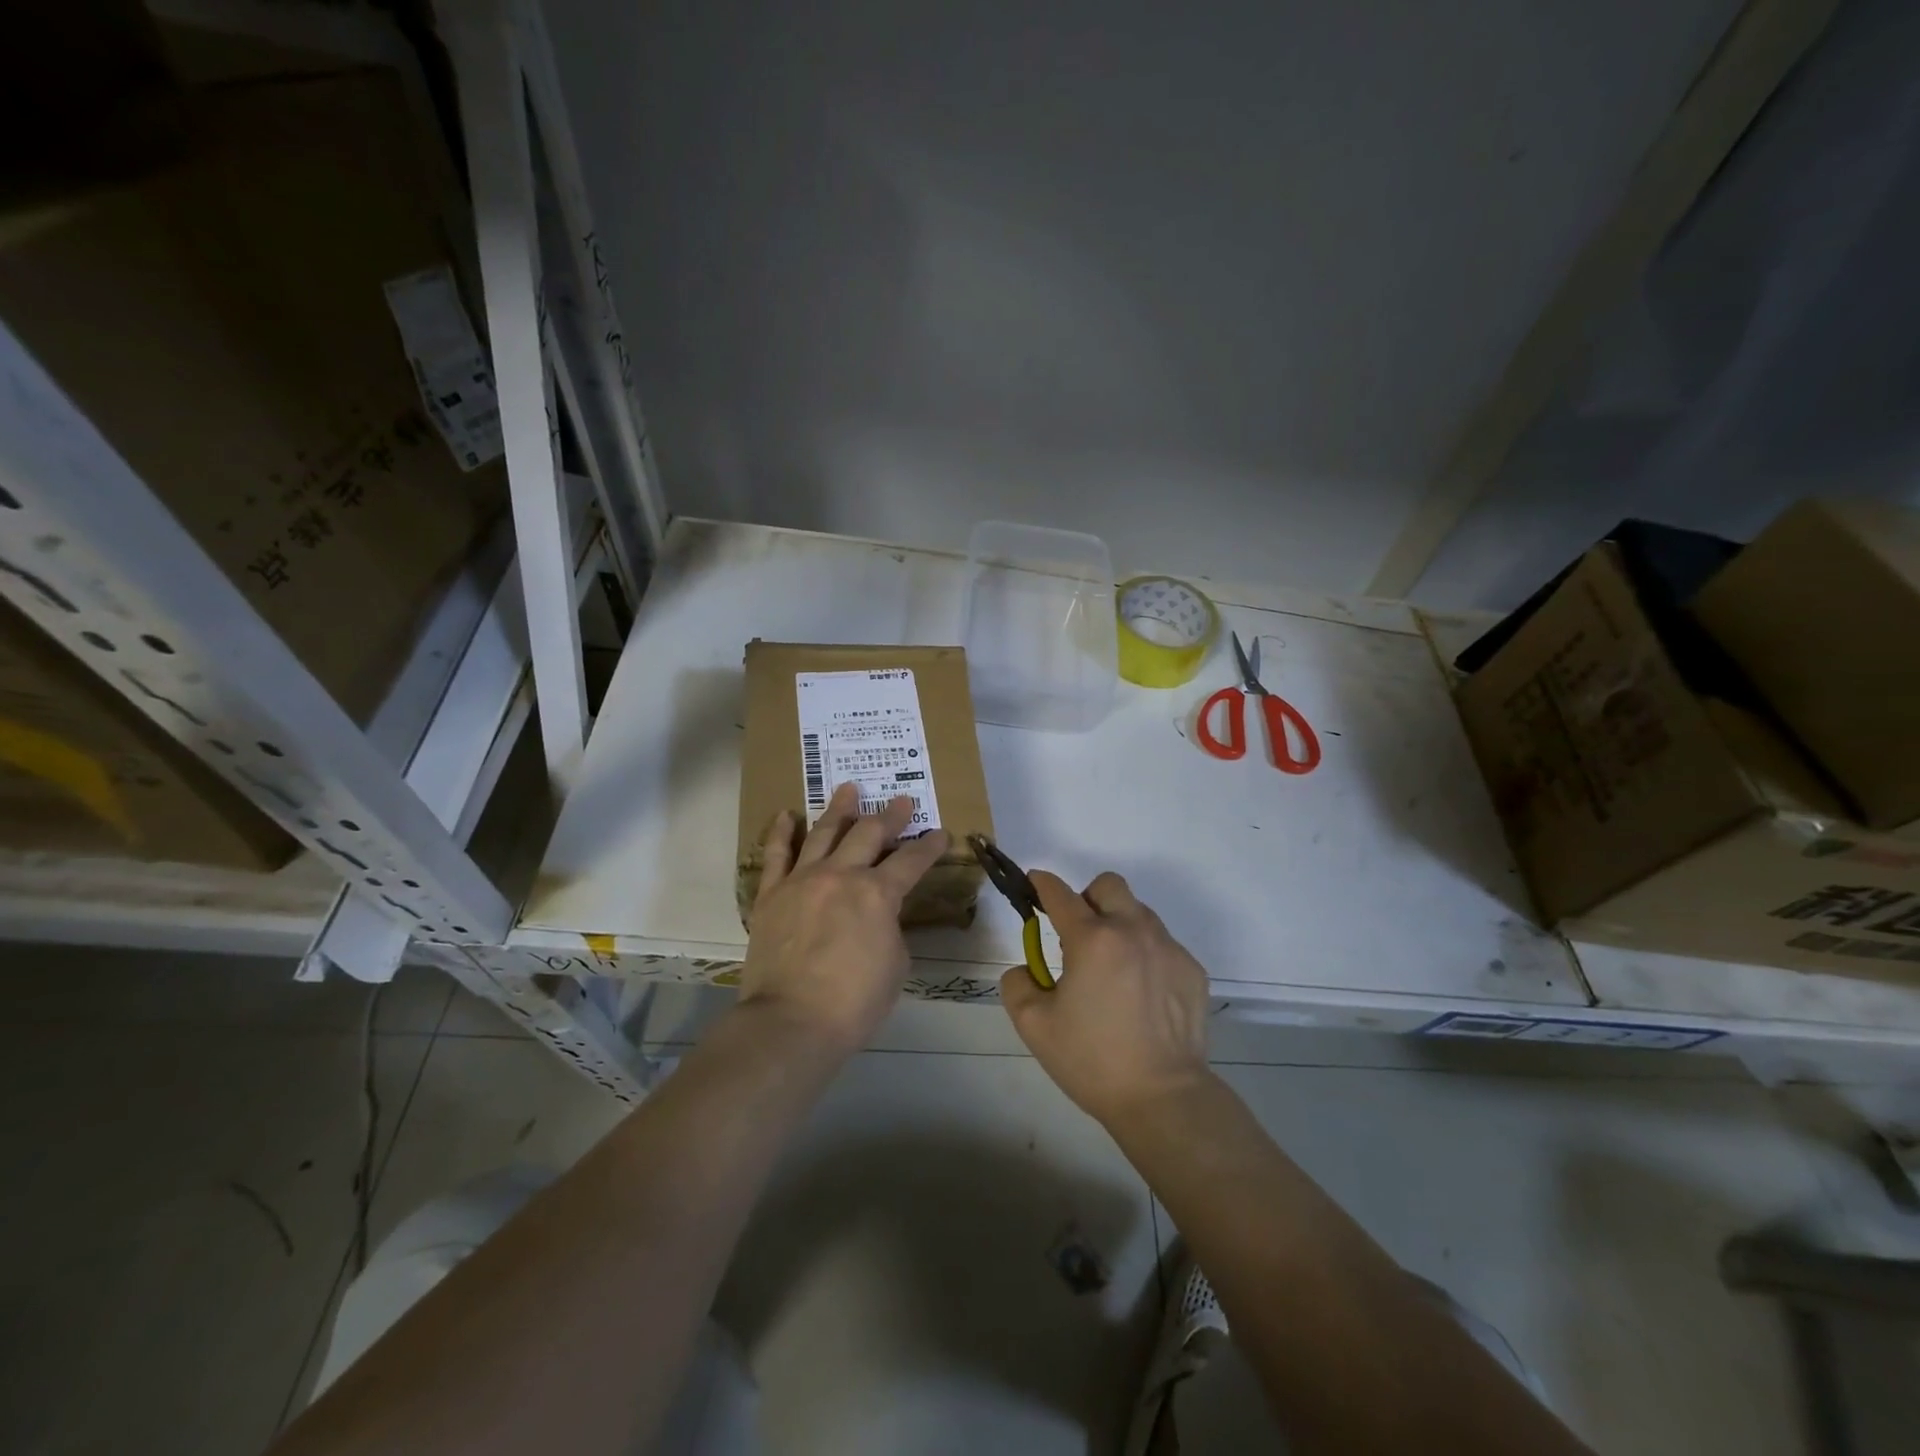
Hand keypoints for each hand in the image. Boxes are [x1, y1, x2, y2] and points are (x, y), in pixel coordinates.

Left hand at [741, 781, 949, 1054]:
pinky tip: (787, 815)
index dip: (930, 846)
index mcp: (878, 894)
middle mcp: (841, 875)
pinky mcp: (771, 894)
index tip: (941, 833)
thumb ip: (889, 927)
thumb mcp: (895, 964)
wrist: (791, 1021)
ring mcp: (802, 880)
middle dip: (889, 816)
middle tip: (901, 801)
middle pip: (869, 834)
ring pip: (823, 833)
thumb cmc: (854, 1002)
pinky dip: (782, 832)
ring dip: (840, 809)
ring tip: (849, 789)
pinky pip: (776, 854)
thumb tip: (877, 916)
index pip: (912, 861)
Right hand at [1000, 870, 1211, 1126]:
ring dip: (1119, 925)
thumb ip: (1017, 984)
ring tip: (1112, 970)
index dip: (1042, 883)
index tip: (1034, 883)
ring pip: (1138, 912)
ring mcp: (1168, 947)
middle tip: (1079, 935)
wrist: (1163, 1097)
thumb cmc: (1093, 1060)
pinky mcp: (1192, 969)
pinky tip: (1141, 995)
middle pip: (1108, 886)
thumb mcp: (1034, 1026)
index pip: (1060, 894)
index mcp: (1091, 939)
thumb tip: (1026, 969)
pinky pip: (1162, 944)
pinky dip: (1145, 955)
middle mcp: (1132, 930)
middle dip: (1088, 898)